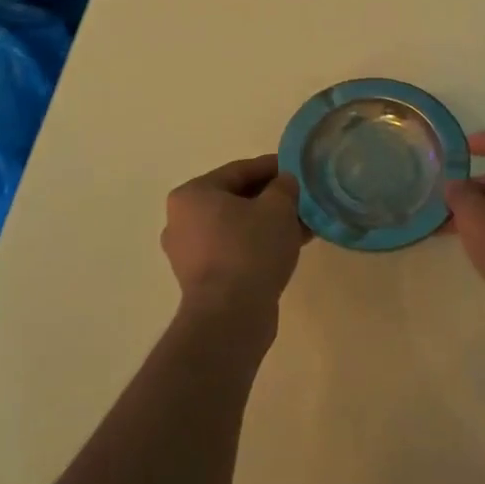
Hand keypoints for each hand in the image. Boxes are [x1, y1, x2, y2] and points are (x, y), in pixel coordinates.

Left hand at [161, 154, 309, 315]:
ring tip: (302, 225)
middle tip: (302, 199)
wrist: (230, 316)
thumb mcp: (277, 208)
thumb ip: (284, 187)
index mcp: (192, 194)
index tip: (296, 169)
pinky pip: (234, 250)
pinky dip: (258, 245)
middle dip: (271, 199)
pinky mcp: (202, 280)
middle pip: (236, 199)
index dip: (272, 167)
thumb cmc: (250, 249)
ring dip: (268, 224)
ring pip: (237, 227)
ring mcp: (189, 253)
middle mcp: (182, 220)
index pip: (239, 170)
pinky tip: (289, 247)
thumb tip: (284, 183)